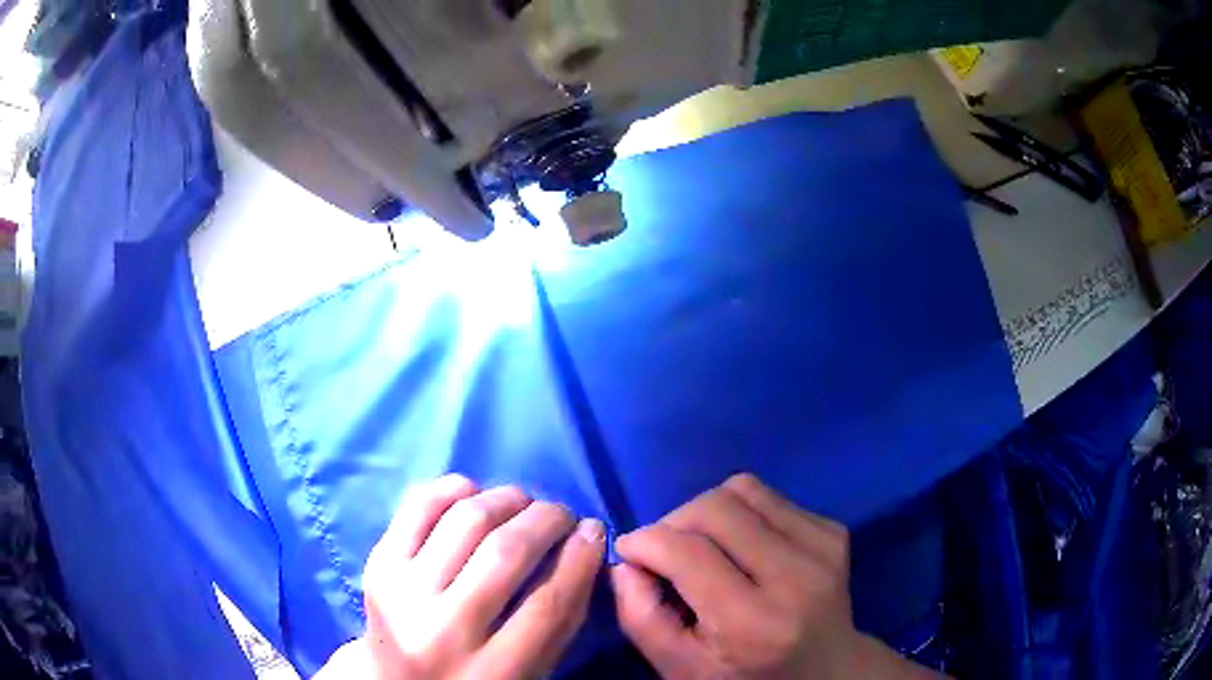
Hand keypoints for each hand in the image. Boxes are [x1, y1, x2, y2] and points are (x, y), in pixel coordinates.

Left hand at [317, 475, 605, 679]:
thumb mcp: (530, 671)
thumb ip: (561, 618)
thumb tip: (586, 540)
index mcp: (492, 673)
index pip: (549, 603)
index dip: (581, 556)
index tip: (594, 530)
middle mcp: (442, 631)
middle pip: (506, 552)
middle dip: (547, 519)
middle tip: (561, 515)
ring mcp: (401, 593)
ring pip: (465, 518)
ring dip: (506, 498)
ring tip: (523, 503)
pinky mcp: (377, 564)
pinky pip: (419, 505)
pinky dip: (455, 488)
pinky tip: (475, 493)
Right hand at [611, 474, 936, 678]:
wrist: (825, 670)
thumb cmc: (744, 678)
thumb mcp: (679, 667)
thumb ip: (640, 616)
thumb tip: (626, 558)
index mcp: (753, 623)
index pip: (687, 553)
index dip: (645, 541)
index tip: (629, 549)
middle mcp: (796, 577)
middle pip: (716, 508)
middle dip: (674, 520)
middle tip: (664, 549)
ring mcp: (823, 549)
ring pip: (743, 489)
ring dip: (708, 511)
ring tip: (704, 545)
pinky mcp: (834, 531)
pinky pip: (770, 497)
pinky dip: (743, 513)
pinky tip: (744, 547)